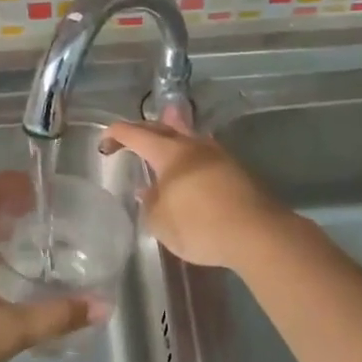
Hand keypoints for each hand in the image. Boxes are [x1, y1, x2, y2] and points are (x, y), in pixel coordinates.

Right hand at [100, 115, 290, 269]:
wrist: (256, 234)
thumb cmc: (199, 225)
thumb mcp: (161, 221)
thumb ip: (150, 203)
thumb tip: (148, 191)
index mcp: (170, 152)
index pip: (136, 134)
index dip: (117, 134)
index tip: (104, 142)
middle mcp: (194, 146)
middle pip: (165, 127)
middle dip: (144, 129)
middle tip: (130, 138)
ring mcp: (219, 156)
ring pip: (189, 138)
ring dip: (172, 138)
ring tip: (162, 142)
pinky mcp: (237, 171)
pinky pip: (205, 156)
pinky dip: (190, 158)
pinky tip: (189, 171)